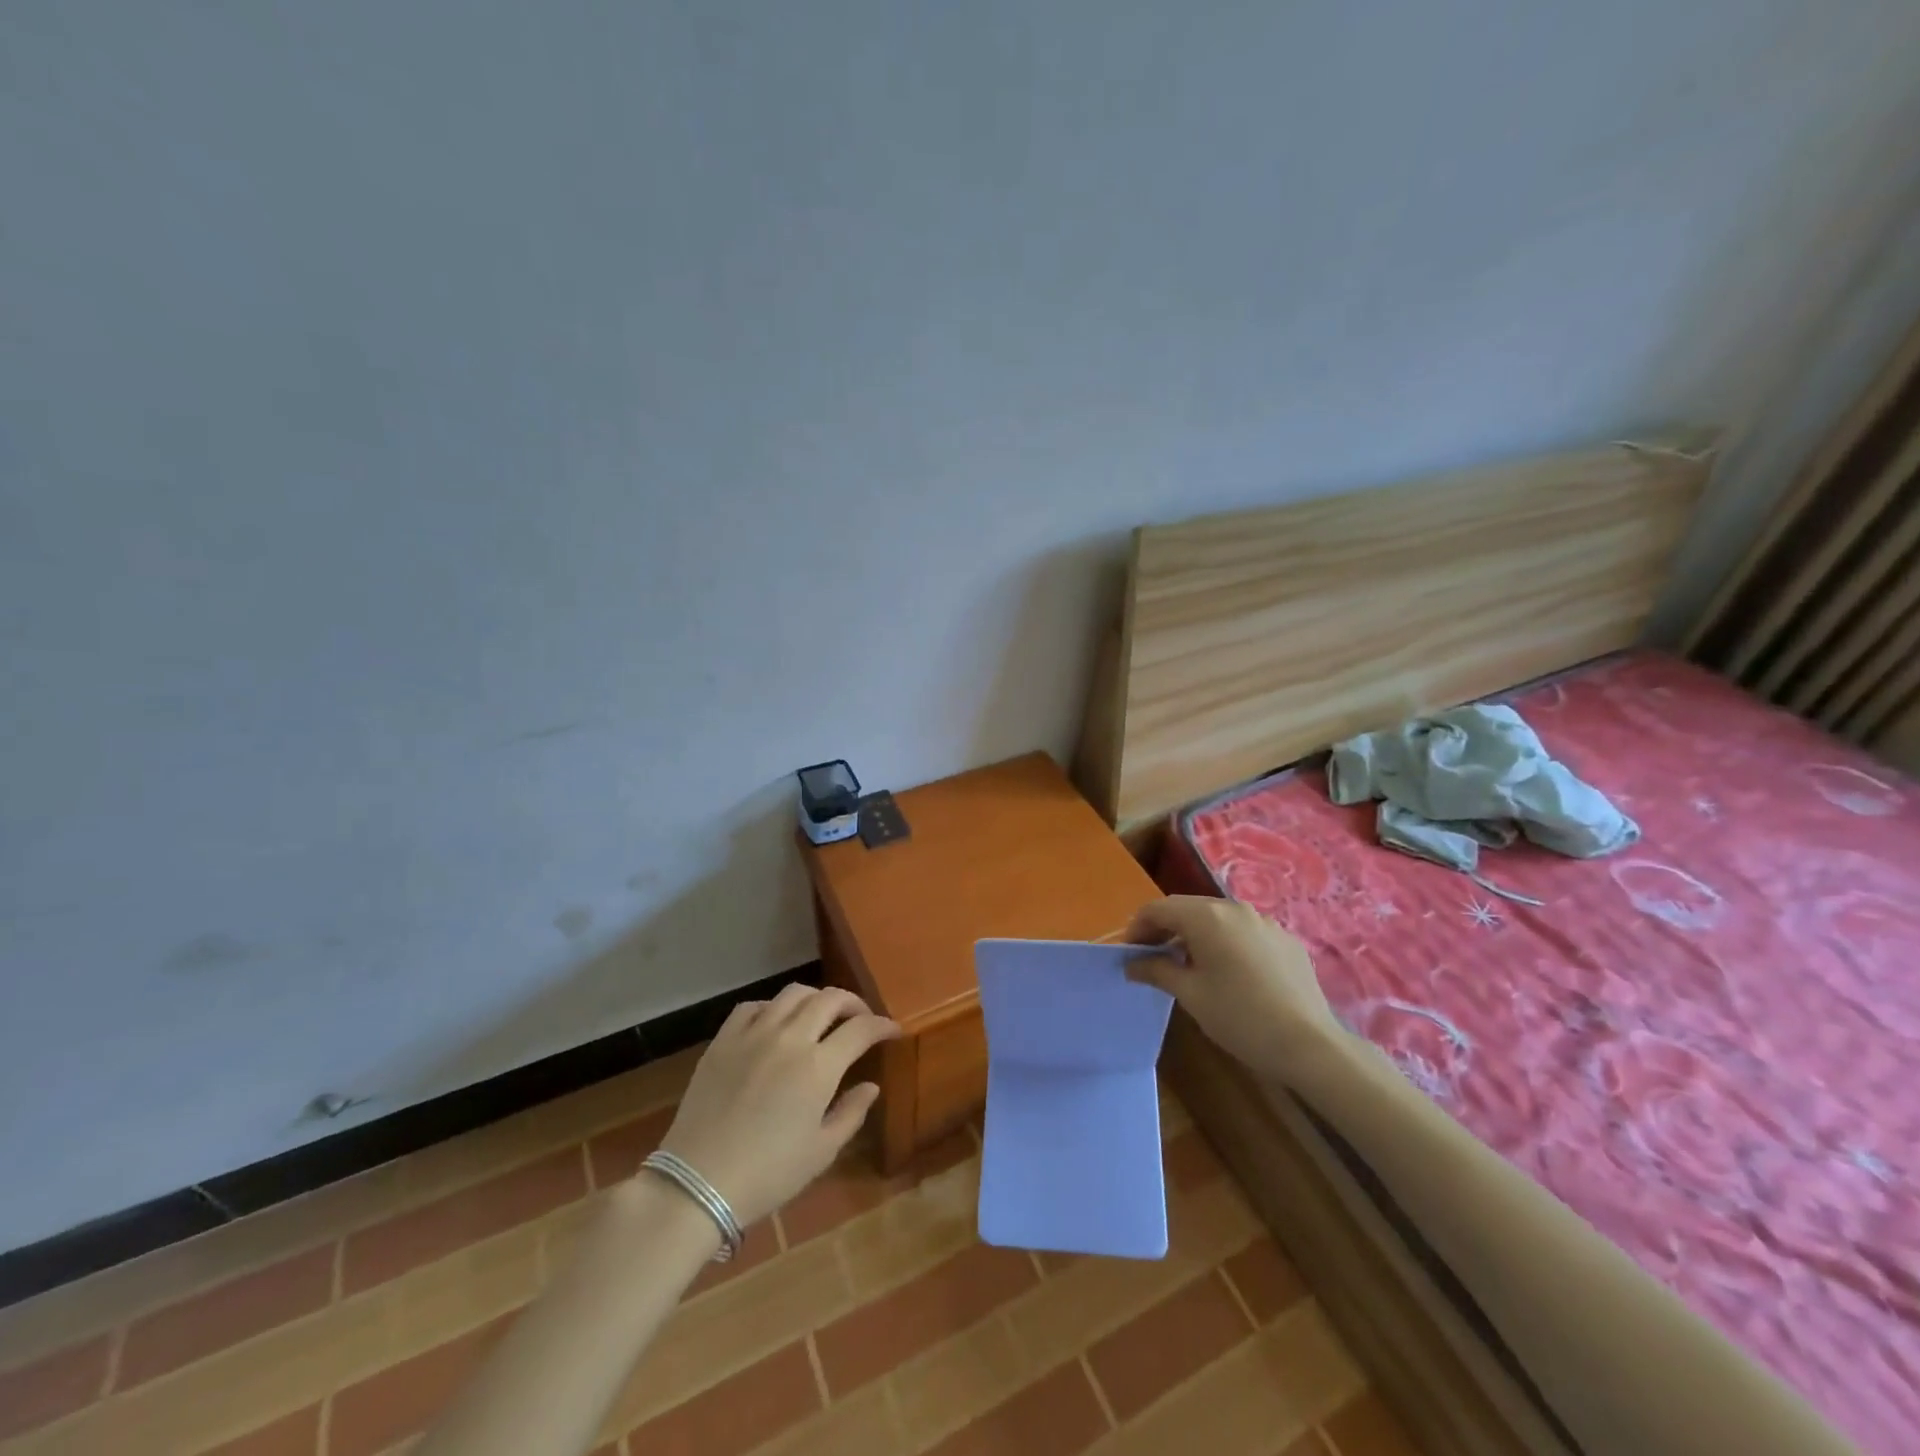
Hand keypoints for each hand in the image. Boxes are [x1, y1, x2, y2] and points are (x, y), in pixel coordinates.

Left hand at [655, 985, 900, 1226]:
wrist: (697, 1183)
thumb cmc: (768, 1174)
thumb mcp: (821, 1152)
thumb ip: (851, 1113)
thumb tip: (870, 1086)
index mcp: (819, 1067)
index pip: (861, 1029)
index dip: (883, 1025)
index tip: (893, 1031)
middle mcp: (790, 1038)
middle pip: (830, 999)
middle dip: (853, 1004)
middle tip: (860, 1019)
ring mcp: (753, 1034)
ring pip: (793, 994)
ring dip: (816, 999)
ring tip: (821, 1015)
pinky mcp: (723, 1039)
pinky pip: (753, 1006)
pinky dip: (772, 1007)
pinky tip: (775, 1023)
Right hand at [1124, 896, 1346, 1079]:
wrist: (1309, 1044)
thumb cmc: (1239, 1017)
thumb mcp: (1190, 995)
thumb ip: (1157, 970)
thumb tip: (1132, 964)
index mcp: (1206, 916)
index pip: (1158, 909)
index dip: (1138, 928)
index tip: (1130, 954)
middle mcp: (1234, 907)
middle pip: (1188, 909)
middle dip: (1166, 930)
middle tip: (1153, 959)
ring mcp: (1264, 922)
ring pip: (1218, 919)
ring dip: (1195, 936)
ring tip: (1190, 967)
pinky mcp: (1285, 939)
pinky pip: (1244, 932)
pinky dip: (1226, 943)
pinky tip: (1230, 974)